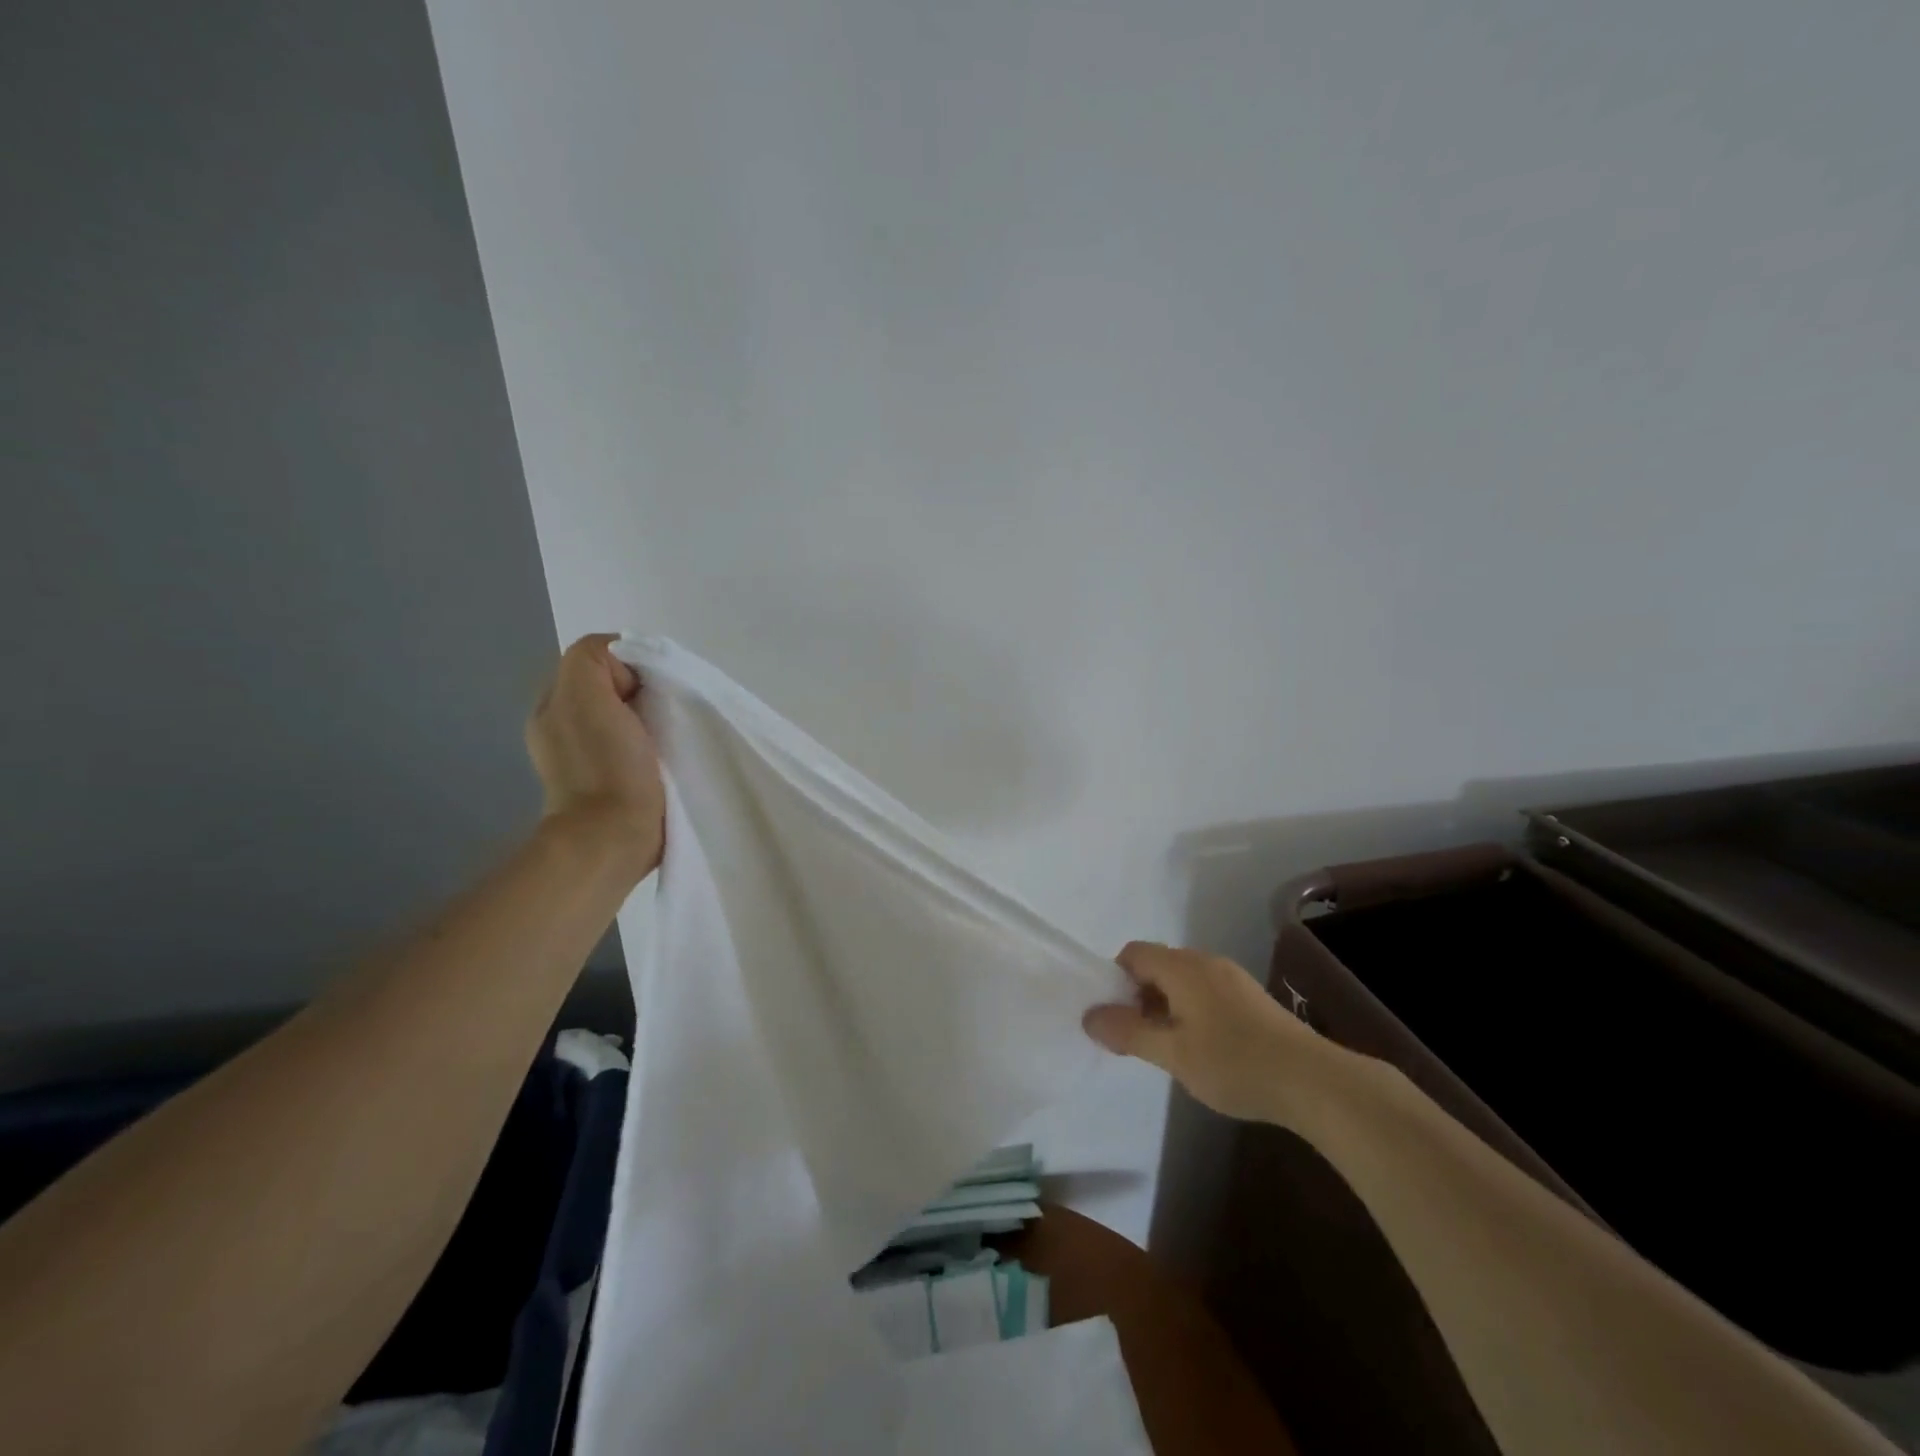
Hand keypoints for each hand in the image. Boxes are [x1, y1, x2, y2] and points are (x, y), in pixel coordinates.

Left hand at [525, 634, 665, 873]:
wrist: (614, 838)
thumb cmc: (605, 765)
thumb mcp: (586, 692)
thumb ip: (594, 659)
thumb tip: (627, 671)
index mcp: (553, 705)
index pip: (598, 661)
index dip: (630, 667)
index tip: (650, 691)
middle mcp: (562, 729)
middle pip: (613, 689)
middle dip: (642, 693)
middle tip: (662, 713)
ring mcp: (585, 761)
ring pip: (626, 718)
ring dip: (649, 721)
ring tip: (666, 737)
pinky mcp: (612, 786)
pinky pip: (634, 748)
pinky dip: (651, 746)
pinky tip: (662, 758)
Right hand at [1082, 942, 1333, 1121]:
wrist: (1313, 1081)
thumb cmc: (1234, 1063)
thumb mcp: (1172, 1053)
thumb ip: (1128, 1032)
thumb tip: (1089, 1016)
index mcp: (1182, 967)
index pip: (1133, 953)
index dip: (1115, 980)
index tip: (1114, 1018)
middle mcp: (1205, 962)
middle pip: (1157, 965)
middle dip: (1138, 996)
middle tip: (1136, 1038)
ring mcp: (1232, 978)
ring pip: (1182, 981)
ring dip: (1164, 1006)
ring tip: (1167, 1049)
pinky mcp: (1251, 998)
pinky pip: (1205, 992)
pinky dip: (1190, 1011)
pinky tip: (1202, 1050)